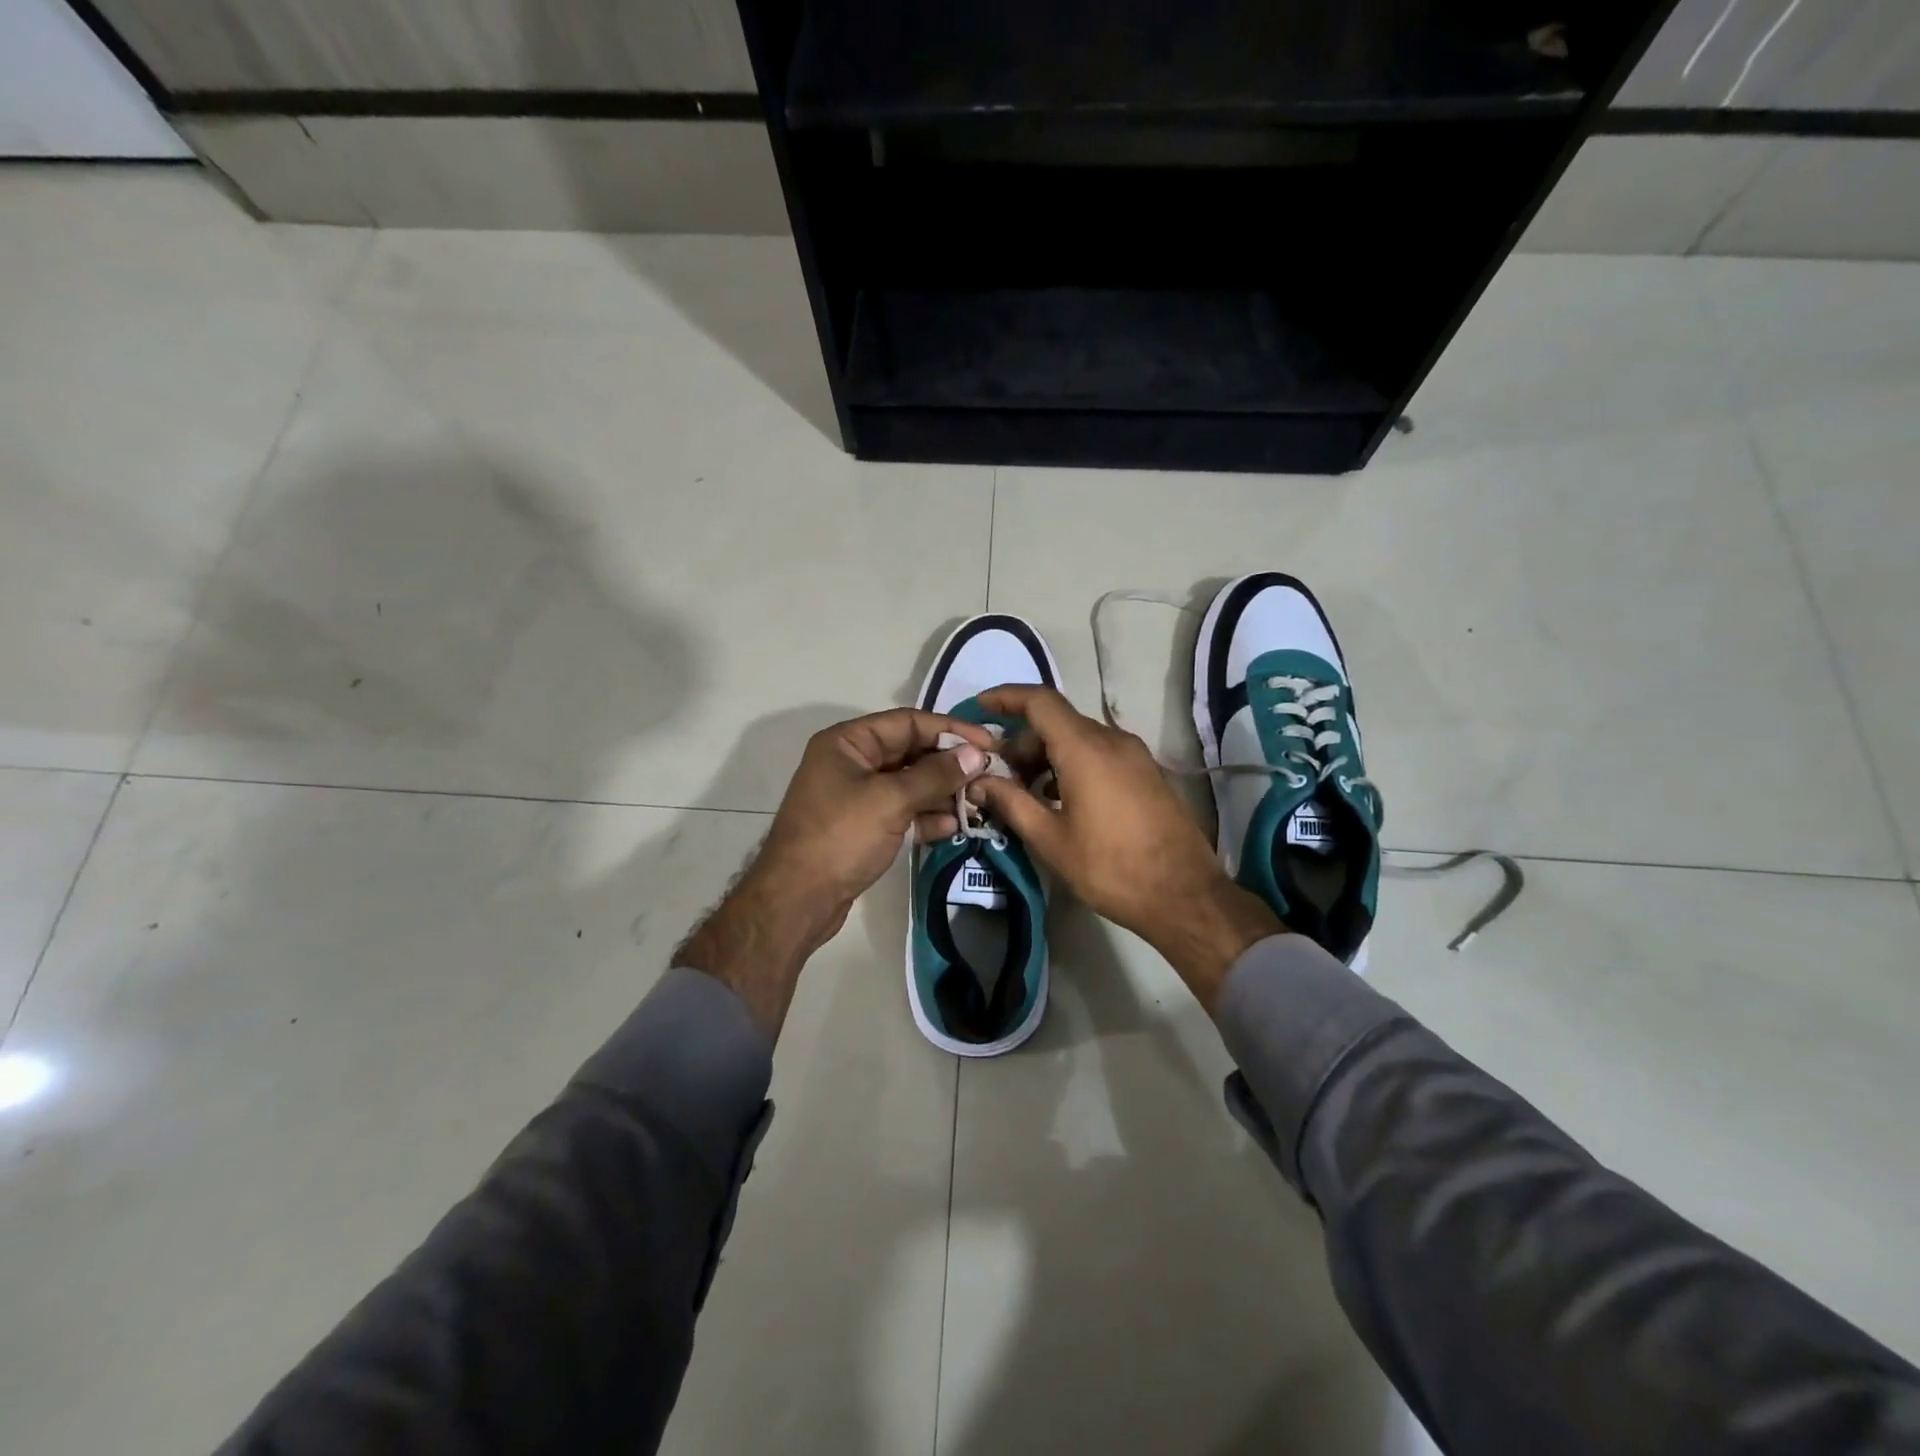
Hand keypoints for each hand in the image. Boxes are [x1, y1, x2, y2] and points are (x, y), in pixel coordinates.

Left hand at [678, 709, 994, 1035]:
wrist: (796, 900)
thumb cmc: (840, 838)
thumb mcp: (890, 800)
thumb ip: (935, 775)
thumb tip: (975, 755)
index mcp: (848, 742)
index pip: (908, 722)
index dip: (950, 730)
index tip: (988, 743)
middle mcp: (851, 762)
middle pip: (910, 752)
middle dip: (949, 764)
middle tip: (988, 774)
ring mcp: (856, 796)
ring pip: (909, 784)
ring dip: (942, 792)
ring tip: (978, 801)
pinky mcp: (862, 827)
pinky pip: (901, 811)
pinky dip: (926, 816)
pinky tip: (954, 825)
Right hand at [970, 686, 1281, 1007]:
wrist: (1185, 895)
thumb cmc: (1111, 867)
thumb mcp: (1051, 839)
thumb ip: (1011, 803)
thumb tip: (978, 782)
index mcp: (1085, 748)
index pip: (1039, 701)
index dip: (1006, 698)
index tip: (980, 707)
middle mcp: (1112, 740)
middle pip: (1057, 721)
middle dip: (1023, 742)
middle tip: (1000, 777)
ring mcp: (1135, 755)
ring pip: (1079, 738)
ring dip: (1048, 755)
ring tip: (1027, 793)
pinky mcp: (1147, 773)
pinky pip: (1101, 753)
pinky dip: (1073, 764)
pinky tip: (1061, 800)